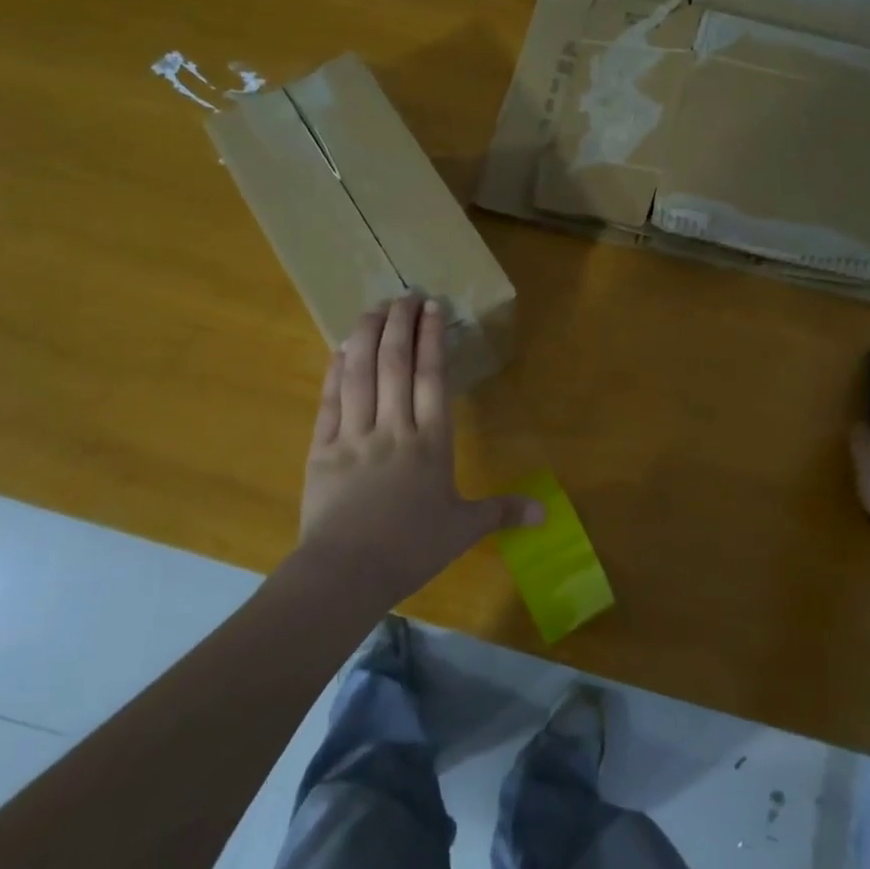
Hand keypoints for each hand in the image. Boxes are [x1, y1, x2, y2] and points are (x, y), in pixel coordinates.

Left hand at [299, 295, 542, 601]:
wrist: (346, 574)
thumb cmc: (411, 549)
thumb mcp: (462, 529)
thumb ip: (502, 511)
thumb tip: (547, 514)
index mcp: (431, 442)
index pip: (432, 377)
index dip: (432, 338)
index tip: (433, 308)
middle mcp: (394, 428)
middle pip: (396, 364)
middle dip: (401, 324)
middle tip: (405, 294)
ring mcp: (355, 435)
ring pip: (361, 373)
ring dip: (367, 336)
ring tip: (374, 308)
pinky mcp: (322, 449)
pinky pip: (330, 401)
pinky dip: (336, 370)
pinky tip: (341, 349)